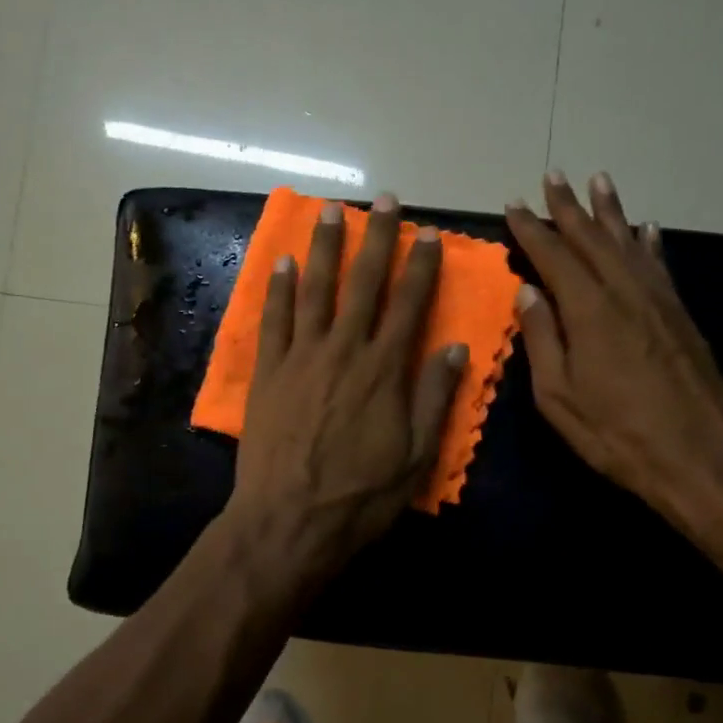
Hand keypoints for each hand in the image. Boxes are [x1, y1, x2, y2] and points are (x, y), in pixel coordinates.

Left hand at [226, 193, 466, 576]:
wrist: (289, 521)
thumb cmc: (360, 496)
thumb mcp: (416, 456)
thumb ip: (435, 397)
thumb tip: (454, 346)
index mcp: (385, 369)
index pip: (409, 304)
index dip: (421, 266)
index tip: (428, 233)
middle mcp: (344, 350)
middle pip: (364, 284)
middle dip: (376, 238)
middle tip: (384, 200)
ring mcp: (301, 357)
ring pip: (315, 290)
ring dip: (324, 248)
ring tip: (330, 211)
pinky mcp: (267, 372)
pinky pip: (274, 320)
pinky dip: (279, 289)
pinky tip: (282, 263)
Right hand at [505, 171, 722, 525]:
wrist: (700, 456)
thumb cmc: (617, 433)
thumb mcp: (559, 397)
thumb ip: (542, 340)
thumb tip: (528, 293)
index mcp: (589, 311)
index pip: (554, 257)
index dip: (531, 229)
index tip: (513, 205)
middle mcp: (625, 292)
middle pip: (592, 238)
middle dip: (569, 207)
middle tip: (554, 176)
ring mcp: (658, 301)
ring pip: (629, 242)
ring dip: (611, 211)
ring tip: (599, 181)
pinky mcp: (681, 315)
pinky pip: (660, 265)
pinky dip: (649, 243)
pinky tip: (646, 229)